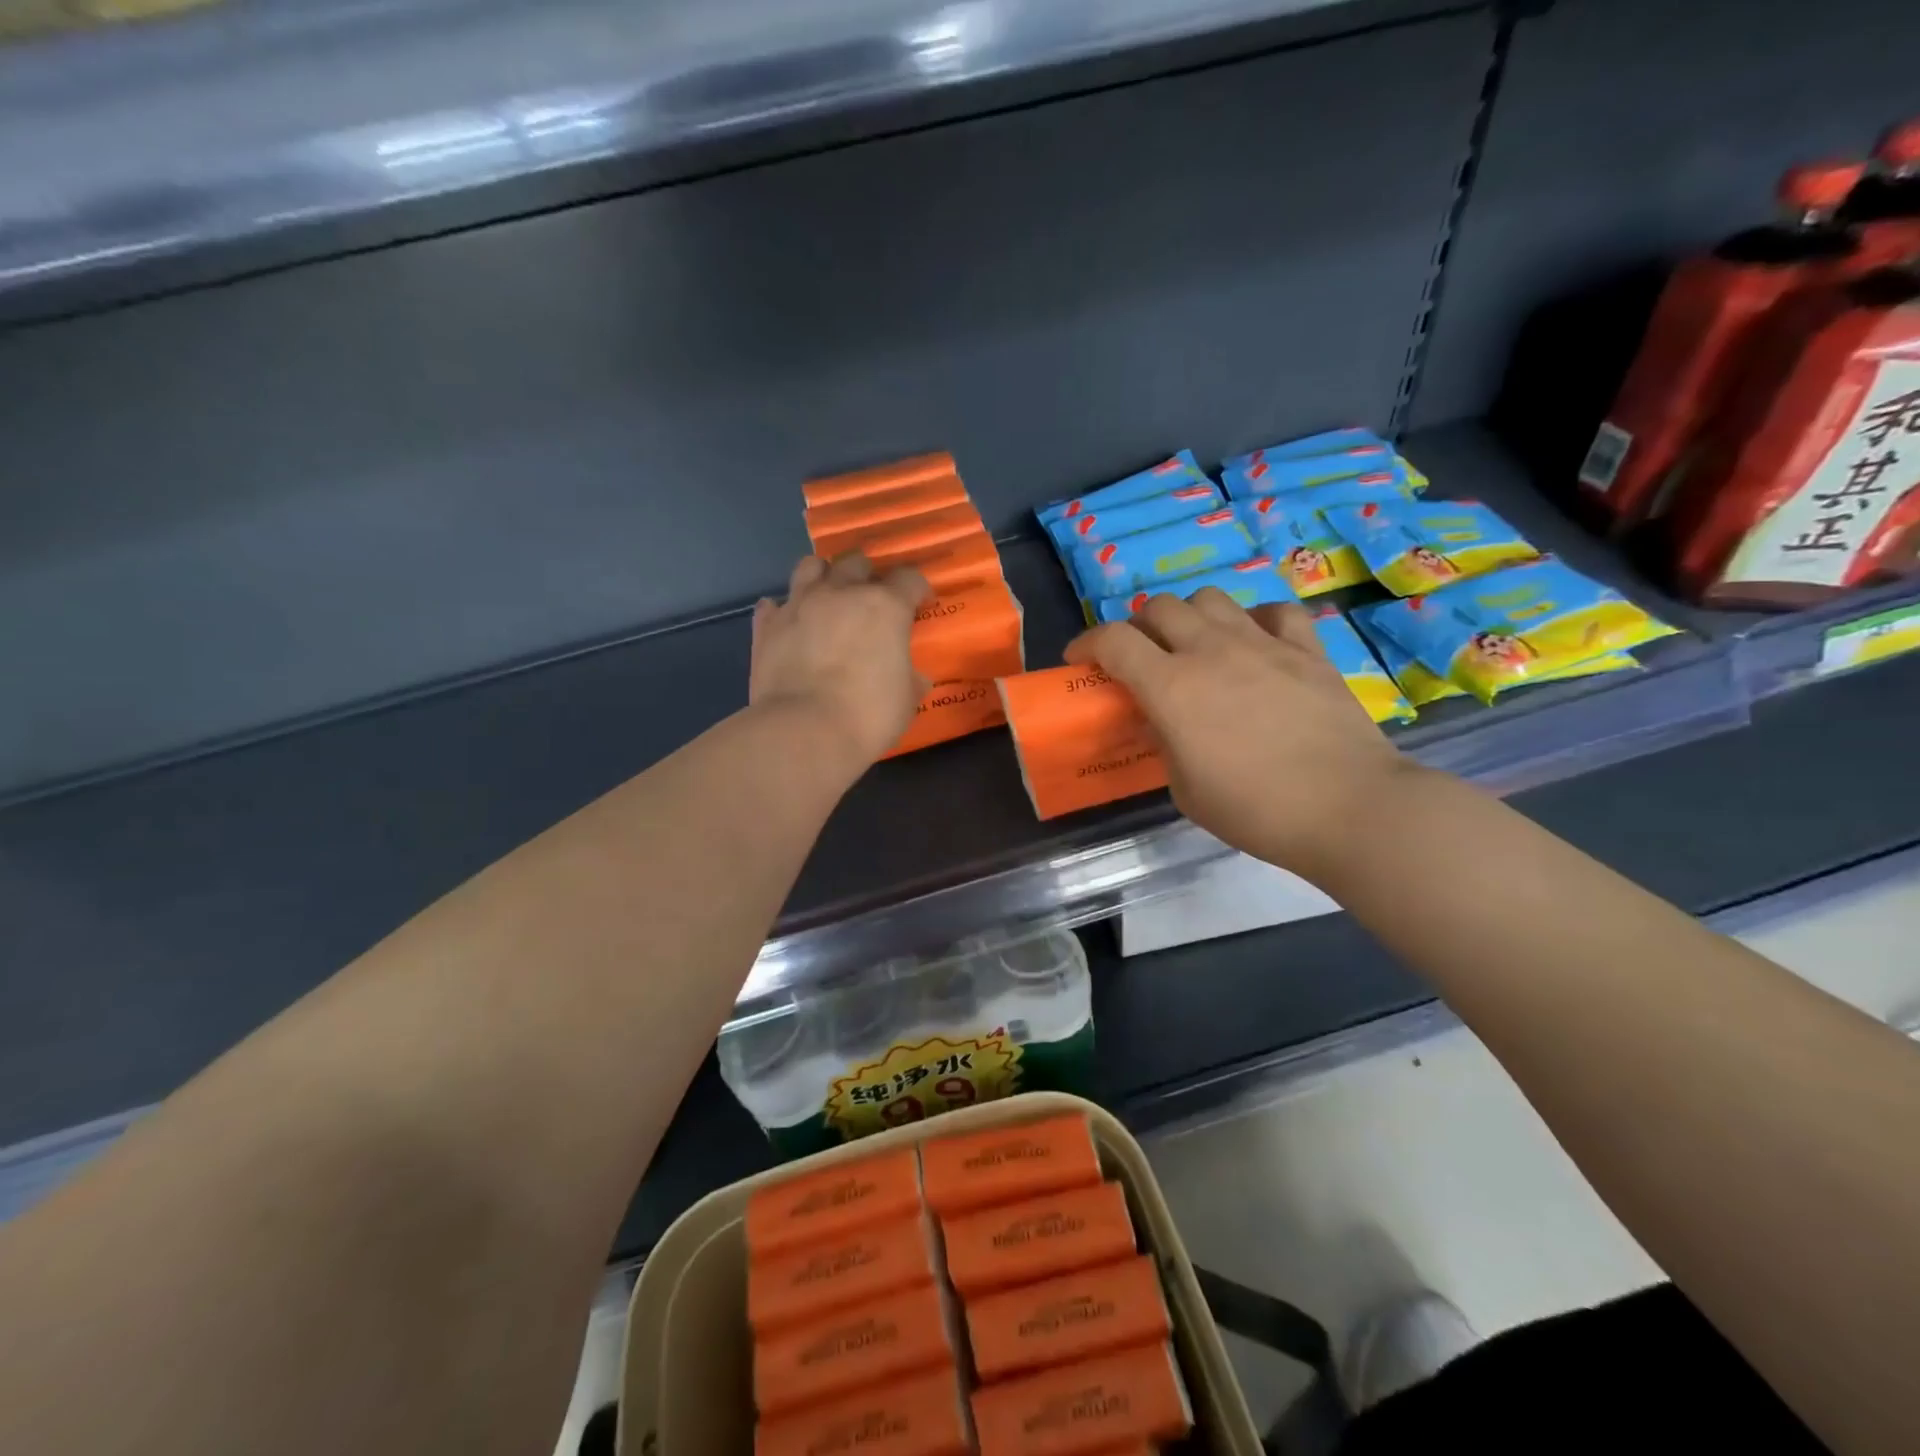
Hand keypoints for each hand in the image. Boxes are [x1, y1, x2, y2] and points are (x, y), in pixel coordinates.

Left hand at [751, 554, 929, 771]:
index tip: (919, 603)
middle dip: (866, 575)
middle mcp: (841, 593)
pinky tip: (789, 624)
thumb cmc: (867, 716)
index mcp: (885, 607)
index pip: (909, 579)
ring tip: (827, 596)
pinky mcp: (767, 625)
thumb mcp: (906, 700)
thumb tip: (913, 677)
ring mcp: (799, 605)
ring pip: (810, 566)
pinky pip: (773, 605)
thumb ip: (909, 678)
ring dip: (822, 576)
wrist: (804, 731)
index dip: (916, 589)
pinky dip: (782, 611)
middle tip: (870, 598)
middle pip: (856, 562)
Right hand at [1065, 590, 1418, 879]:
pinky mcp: (1307, 648)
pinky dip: (1255, 620)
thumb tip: (1166, 721)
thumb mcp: (1184, 788)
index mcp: (1171, 686)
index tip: (1079, 660)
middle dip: (1138, 626)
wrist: (1346, 807)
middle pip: (1159, 607)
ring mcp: (1262, 643)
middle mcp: (1210, 650)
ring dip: (1191, 616)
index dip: (1087, 643)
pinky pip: (1274, 611)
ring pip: (1211, 597)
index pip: (1113, 640)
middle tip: (1141, 656)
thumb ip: (1165, 742)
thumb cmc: (1254, 809)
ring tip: (1196, 644)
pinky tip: (1256, 643)